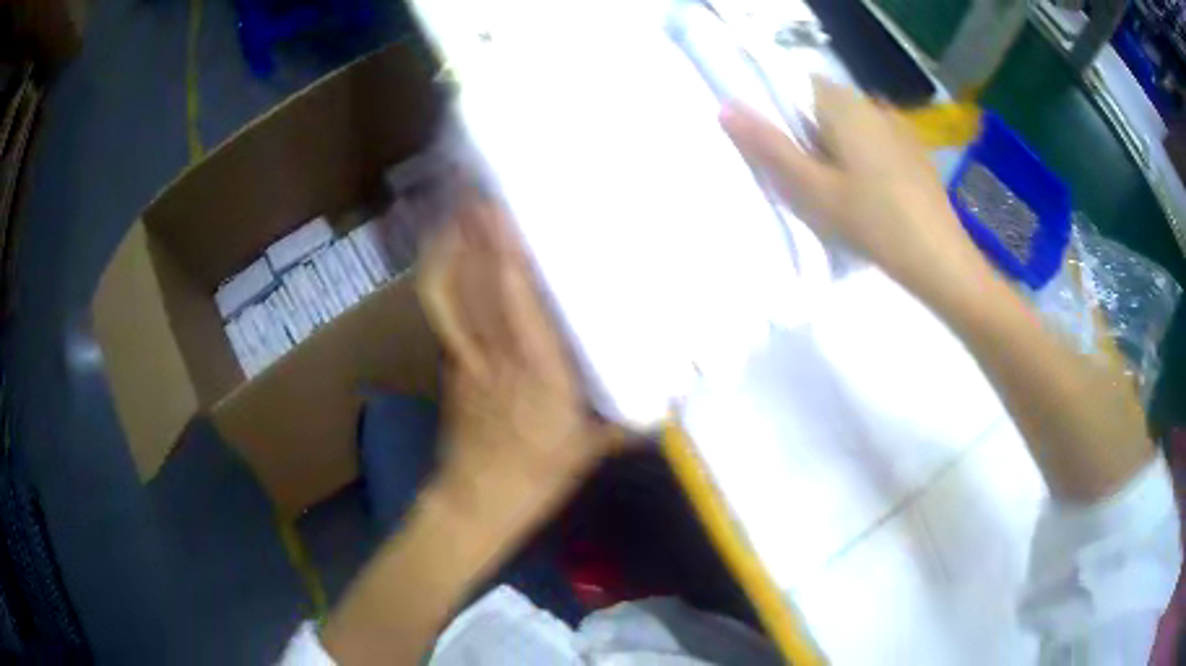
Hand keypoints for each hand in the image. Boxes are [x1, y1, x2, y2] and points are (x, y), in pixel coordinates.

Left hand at [418, 194, 617, 508]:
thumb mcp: (592, 452)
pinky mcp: (449, 364)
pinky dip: (441, 274)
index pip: (520, 302)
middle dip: (478, 230)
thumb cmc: (537, 478)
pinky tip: (445, 247)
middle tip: (485, 183)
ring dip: (454, 244)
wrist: (475, 502)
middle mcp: (497, 356)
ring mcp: (465, 359)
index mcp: (539, 375)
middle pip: (479, 283)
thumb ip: (628, 420)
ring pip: (452, 292)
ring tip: (463, 202)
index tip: (514, 209)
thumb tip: (672, 396)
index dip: (510, 252)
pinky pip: (441, 311)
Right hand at [720, 78, 985, 295]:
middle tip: (803, 177)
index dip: (781, 110)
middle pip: (825, 106)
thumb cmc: (872, 222)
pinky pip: (875, 142)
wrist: (939, 259)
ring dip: (835, 147)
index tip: (778, 148)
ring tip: (834, 190)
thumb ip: (769, 146)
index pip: (798, 84)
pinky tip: (867, 194)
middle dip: (808, 132)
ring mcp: (898, 128)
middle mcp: (872, 105)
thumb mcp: (812, 188)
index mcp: (844, 105)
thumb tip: (725, 107)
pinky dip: (862, 158)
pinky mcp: (914, 152)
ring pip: (851, 126)